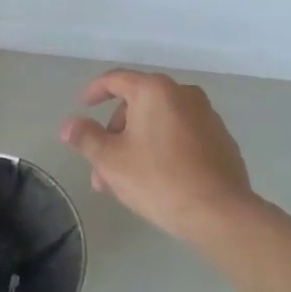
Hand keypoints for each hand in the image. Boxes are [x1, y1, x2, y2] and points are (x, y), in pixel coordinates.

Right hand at [60, 69, 253, 242]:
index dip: (95, 91)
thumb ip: (86, 137)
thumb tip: (69, 124)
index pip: (116, 79)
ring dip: (137, 144)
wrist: (219, 212)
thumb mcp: (110, 160)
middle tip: (101, 166)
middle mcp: (183, 94)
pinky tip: (157, 179)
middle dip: (115, 133)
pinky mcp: (221, 139)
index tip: (84, 106)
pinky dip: (163, 148)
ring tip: (124, 181)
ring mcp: (206, 116)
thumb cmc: (157, 180)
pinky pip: (181, 135)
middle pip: (138, 104)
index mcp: (154, 91)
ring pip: (159, 123)